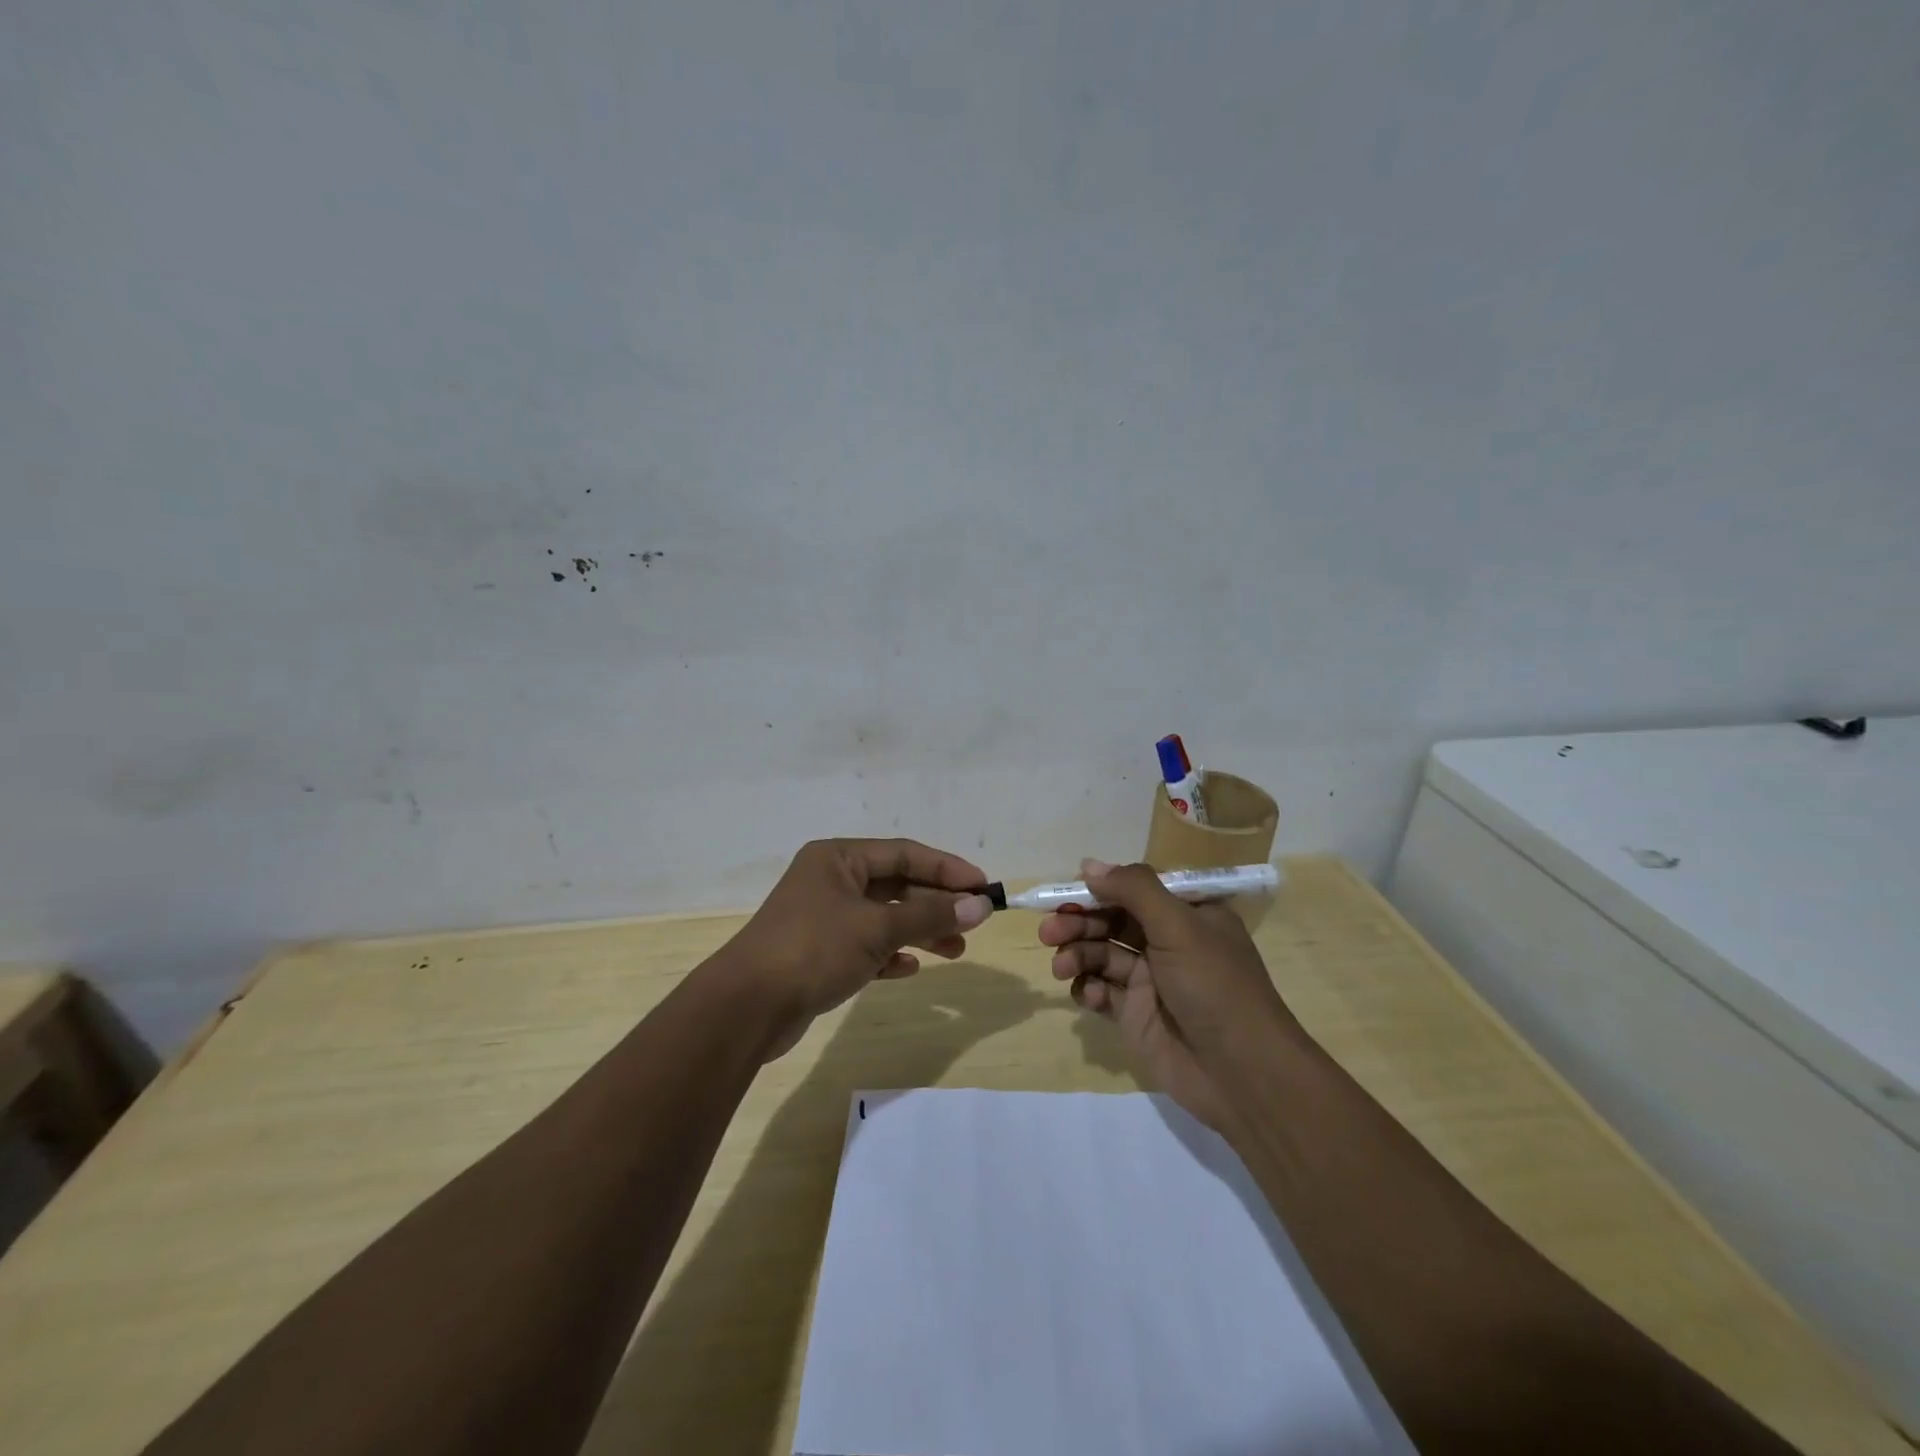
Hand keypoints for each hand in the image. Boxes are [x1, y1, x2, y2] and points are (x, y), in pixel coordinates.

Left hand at [711, 838, 994, 1059]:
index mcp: (838, 858)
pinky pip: (865, 946)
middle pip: (896, 885)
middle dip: (936, 904)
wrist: (746, 1007)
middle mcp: (830, 880)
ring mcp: (823, 917)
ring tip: (956, 951)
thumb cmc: (813, 949)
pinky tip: (909, 968)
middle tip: (974, 924)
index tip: (983, 887)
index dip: (947, 869)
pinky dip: (889, 954)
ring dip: (919, 931)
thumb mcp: (877, 928)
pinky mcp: (818, 953)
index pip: (905, 853)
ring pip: (883, 918)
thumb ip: (930, 914)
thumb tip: (980, 905)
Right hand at [1040, 859, 1298, 1129]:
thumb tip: (1088, 865)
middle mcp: (1168, 941)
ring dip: (1077, 955)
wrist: (1242, 1074)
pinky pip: (1102, 990)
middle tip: (1049, 932)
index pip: (1135, 889)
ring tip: (1062, 968)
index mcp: (1187, 913)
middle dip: (1079, 923)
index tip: (1067, 893)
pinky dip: (1089, 989)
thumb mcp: (1179, 926)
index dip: (1100, 889)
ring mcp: (1151, 979)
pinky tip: (1089, 996)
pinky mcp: (1136, 1014)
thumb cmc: (1215, 986)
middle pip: (1112, 920)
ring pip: (1101, 954)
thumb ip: (1134, 890)